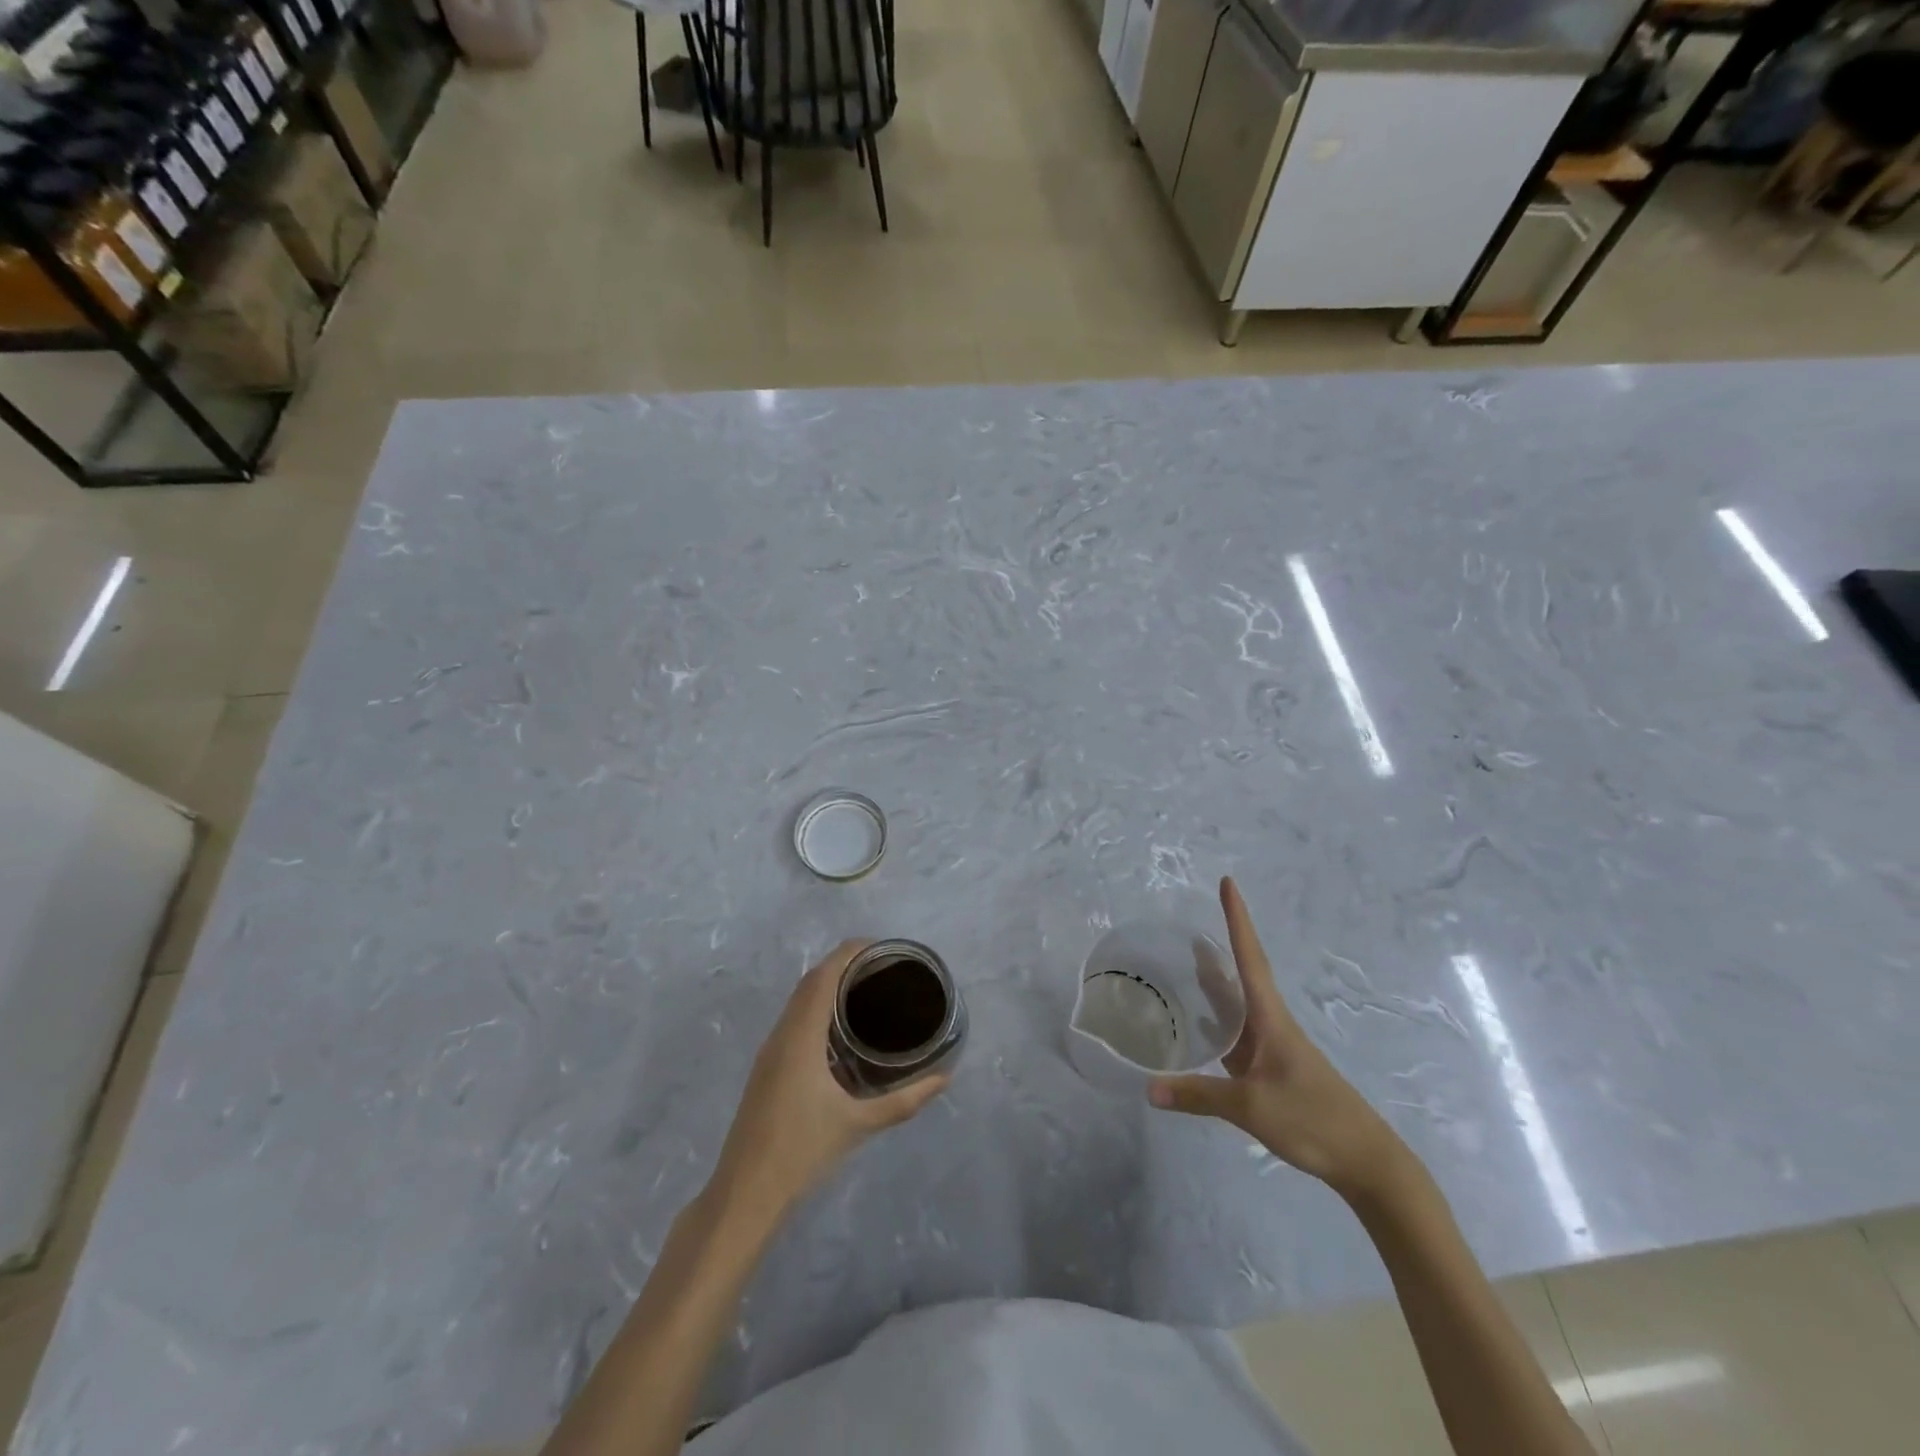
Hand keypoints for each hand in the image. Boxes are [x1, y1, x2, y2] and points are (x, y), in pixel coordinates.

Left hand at [709, 942, 947, 1227]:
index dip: (850, 952)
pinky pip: (794, 1019)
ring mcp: (770, 1051)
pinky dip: (818, 1007)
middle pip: (810, 981)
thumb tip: (944, 1079)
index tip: (883, 948)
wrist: (744, 1194)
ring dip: (828, 985)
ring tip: (867, 990)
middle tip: (884, 969)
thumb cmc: (801, 1151)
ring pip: (799, 1001)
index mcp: (800, 1036)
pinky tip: (840, 1029)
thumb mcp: (859, 1124)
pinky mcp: (768, 1068)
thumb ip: (905, 1101)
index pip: (823, 975)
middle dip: (844, 965)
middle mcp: (782, 1034)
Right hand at [1149, 878, 1405, 1199]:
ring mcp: (1272, 1047)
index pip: (1250, 957)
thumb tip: (1148, 1089)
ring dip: (1217, 982)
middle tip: (1190, 923)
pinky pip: (1237, 1034)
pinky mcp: (1271, 1070)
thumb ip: (1198, 1096)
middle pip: (1243, 973)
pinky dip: (1216, 1021)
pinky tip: (1198, 1025)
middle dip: (1222, 944)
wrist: (1365, 1161)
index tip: (1228, 882)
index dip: (1238, 919)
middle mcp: (1271, 1023)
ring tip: (1186, 963)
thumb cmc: (1313, 1119)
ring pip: (1239, 1004)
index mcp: (1271, 1018)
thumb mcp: (1251, 1107)